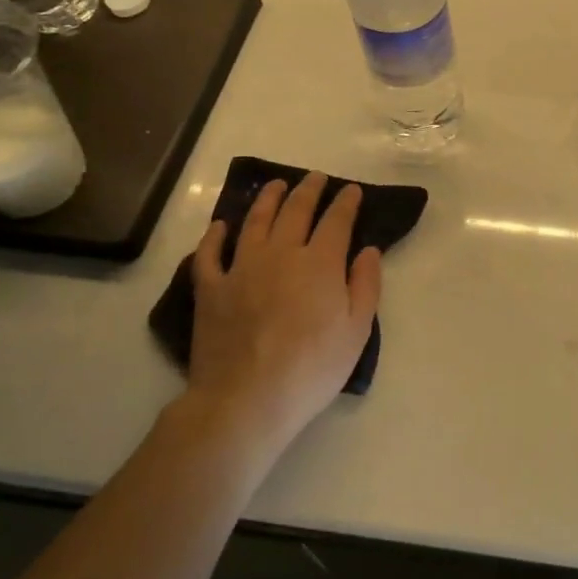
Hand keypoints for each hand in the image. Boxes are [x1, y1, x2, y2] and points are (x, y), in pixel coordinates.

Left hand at [183, 172, 381, 456]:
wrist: (246, 400)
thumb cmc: (311, 369)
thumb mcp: (356, 331)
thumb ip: (365, 284)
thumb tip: (368, 250)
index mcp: (320, 262)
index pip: (336, 221)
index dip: (346, 202)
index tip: (351, 190)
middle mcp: (281, 253)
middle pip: (295, 211)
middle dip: (309, 190)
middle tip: (316, 178)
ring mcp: (241, 268)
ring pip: (255, 221)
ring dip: (267, 199)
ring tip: (275, 185)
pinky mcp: (211, 289)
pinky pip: (209, 254)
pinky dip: (214, 236)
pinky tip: (220, 226)